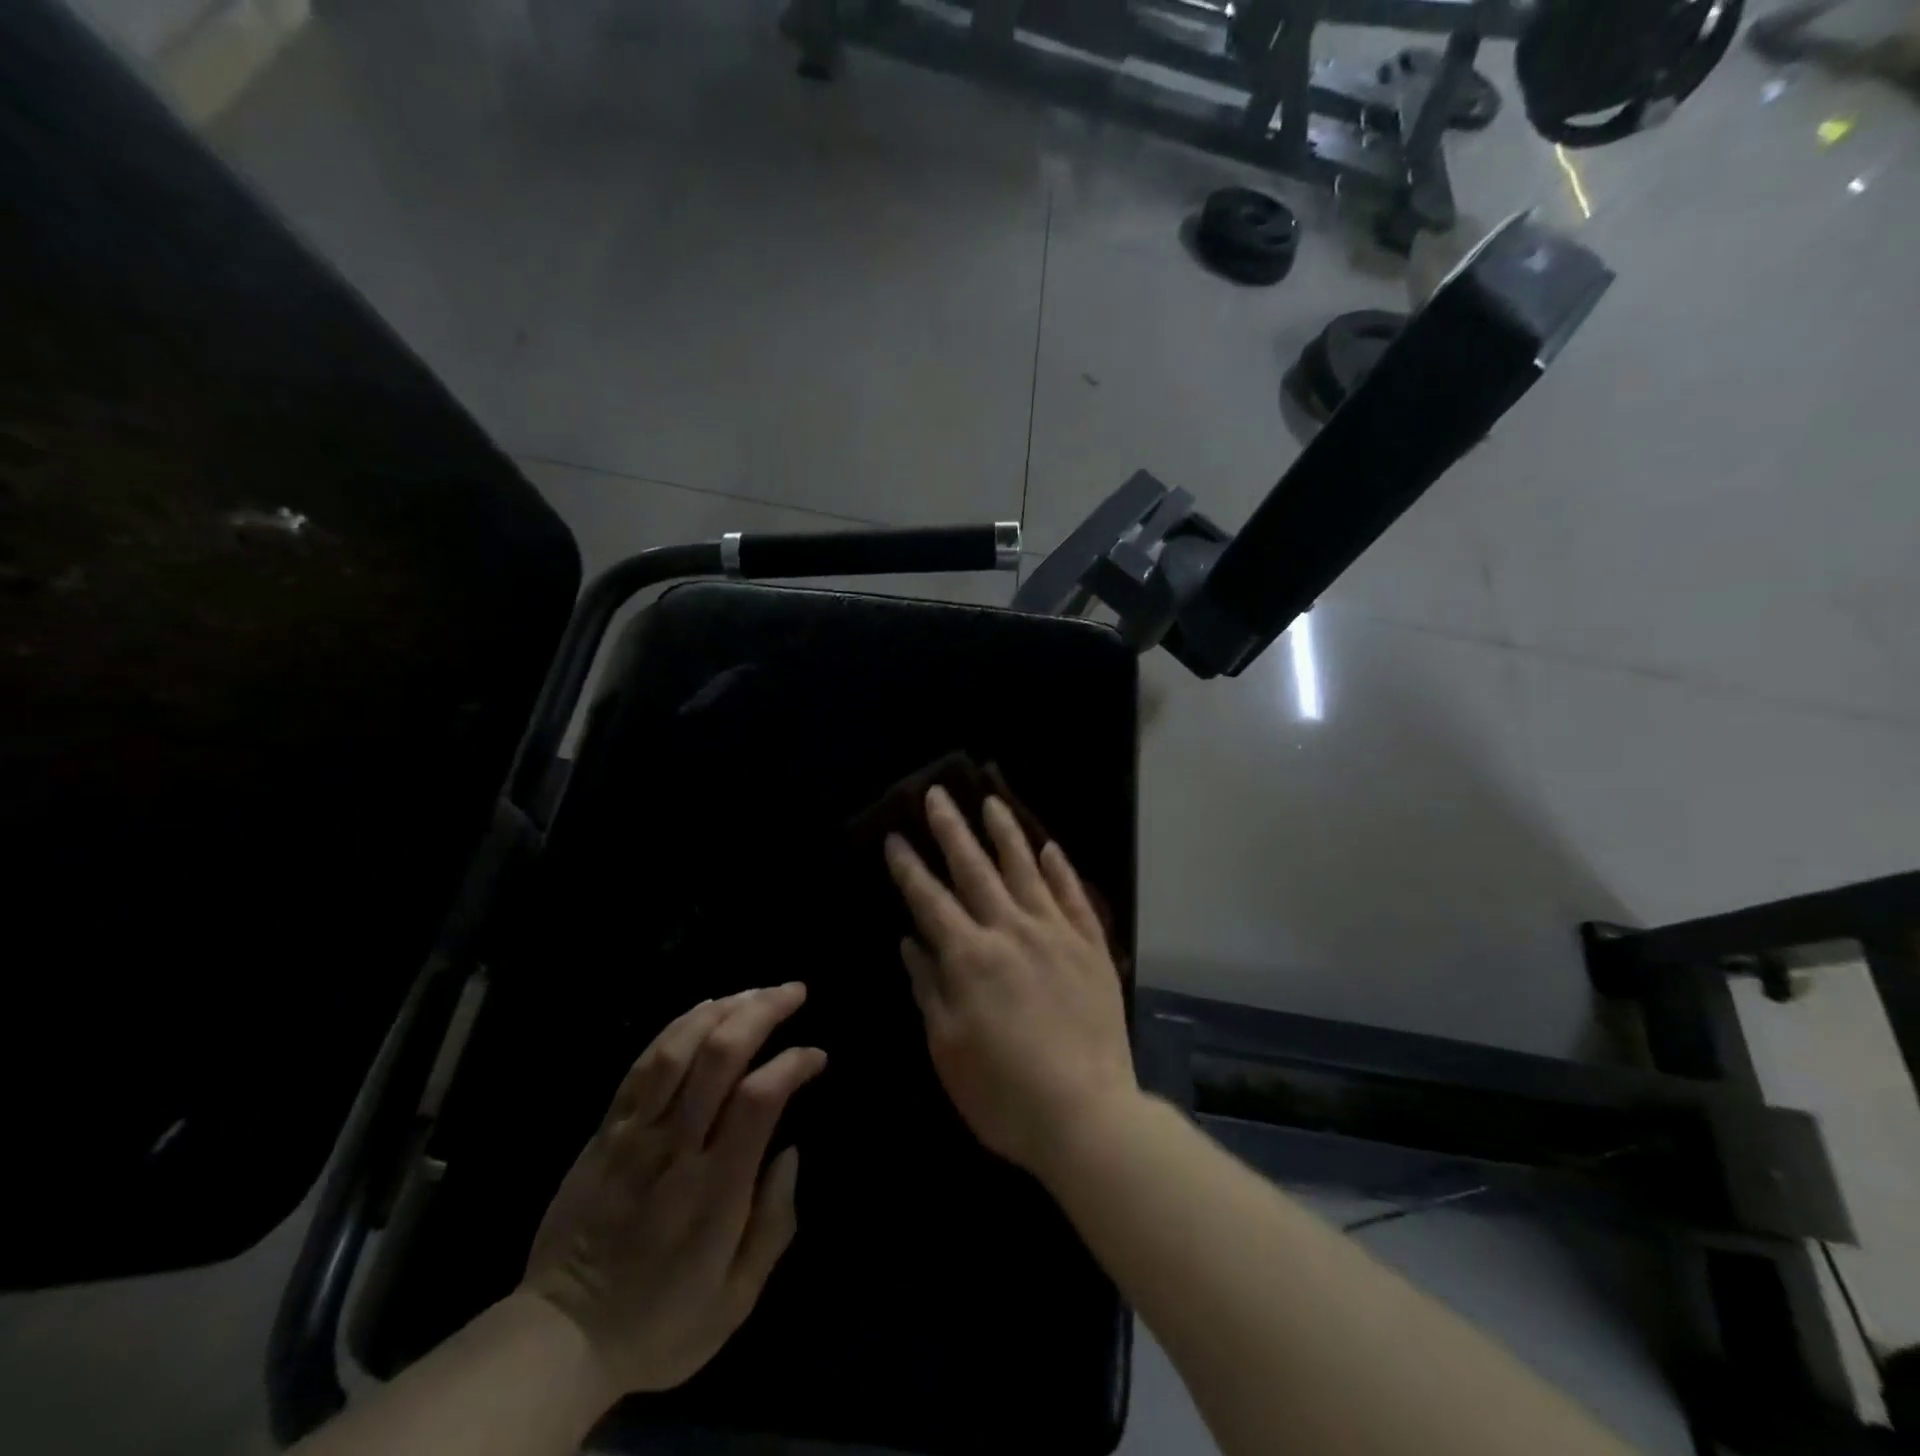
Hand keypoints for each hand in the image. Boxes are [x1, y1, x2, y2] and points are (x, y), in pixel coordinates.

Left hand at [521, 984, 825, 1396]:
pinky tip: (705, 1007)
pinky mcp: (606, 1130)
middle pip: (719, 1055)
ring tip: (756, 991)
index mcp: (714, 1189)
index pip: (758, 1099)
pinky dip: (678, 1025)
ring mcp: (634, 1133)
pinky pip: (642, 1063)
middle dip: (762, 1011)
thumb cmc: (660, 1321)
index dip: (793, 1064)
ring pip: (679, 1047)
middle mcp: (674, 1147)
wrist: (558, 1338)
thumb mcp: (735, 1301)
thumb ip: (774, 1224)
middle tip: (795, 991)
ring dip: (723, 1008)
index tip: (817, 1056)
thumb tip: (791, 1152)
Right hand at [884, 787, 1135, 1182]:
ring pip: (1026, 869)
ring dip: (1006, 833)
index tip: (896, 836)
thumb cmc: (1003, 1092)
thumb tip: (910, 941)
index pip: (930, 899)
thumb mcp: (948, 1049)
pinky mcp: (1090, 946)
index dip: (909, 867)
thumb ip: (929, 987)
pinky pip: (1073, 896)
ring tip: (991, 802)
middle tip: (937, 794)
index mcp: (970, 957)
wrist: (1087, 1114)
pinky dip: (1060, 869)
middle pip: (975, 869)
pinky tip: (1049, 847)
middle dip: (952, 830)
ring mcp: (1055, 934)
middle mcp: (1011, 931)